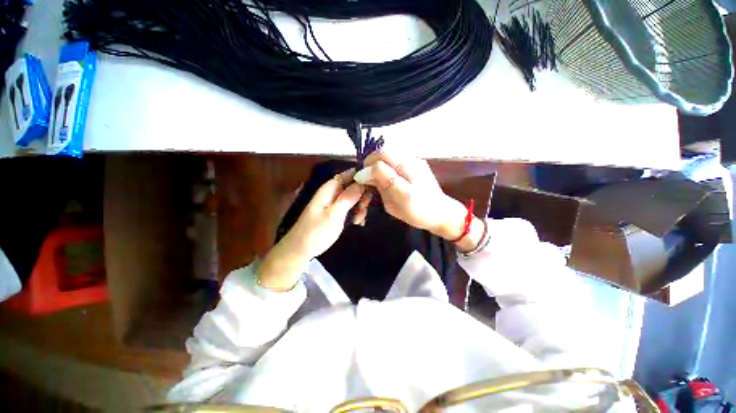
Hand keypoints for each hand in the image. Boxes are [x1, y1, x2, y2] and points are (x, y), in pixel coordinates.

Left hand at [258, 169, 366, 290]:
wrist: (300, 250)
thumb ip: (348, 198)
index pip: (348, 174)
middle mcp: (333, 193)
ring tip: (359, 220)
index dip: (362, 176)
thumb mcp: (334, 215)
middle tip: (365, 208)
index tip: (374, 185)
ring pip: (354, 199)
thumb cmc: (315, 232)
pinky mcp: (337, 214)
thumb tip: (362, 182)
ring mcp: (335, 204)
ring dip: (360, 207)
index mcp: (330, 189)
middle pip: (353, 187)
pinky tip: (358, 223)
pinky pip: (350, 209)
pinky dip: (356, 214)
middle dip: (362, 196)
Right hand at [355, 150, 467, 239]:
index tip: (362, 180)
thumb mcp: (394, 205)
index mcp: (408, 175)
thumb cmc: (417, 213)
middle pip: (384, 151)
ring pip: (390, 152)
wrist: (441, 212)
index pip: (380, 159)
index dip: (367, 168)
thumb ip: (380, 186)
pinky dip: (387, 163)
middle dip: (371, 162)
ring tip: (376, 176)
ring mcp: (416, 160)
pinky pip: (397, 157)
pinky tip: (388, 175)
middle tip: (367, 177)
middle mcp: (412, 162)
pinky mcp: (418, 162)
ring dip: (378, 162)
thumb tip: (364, 173)